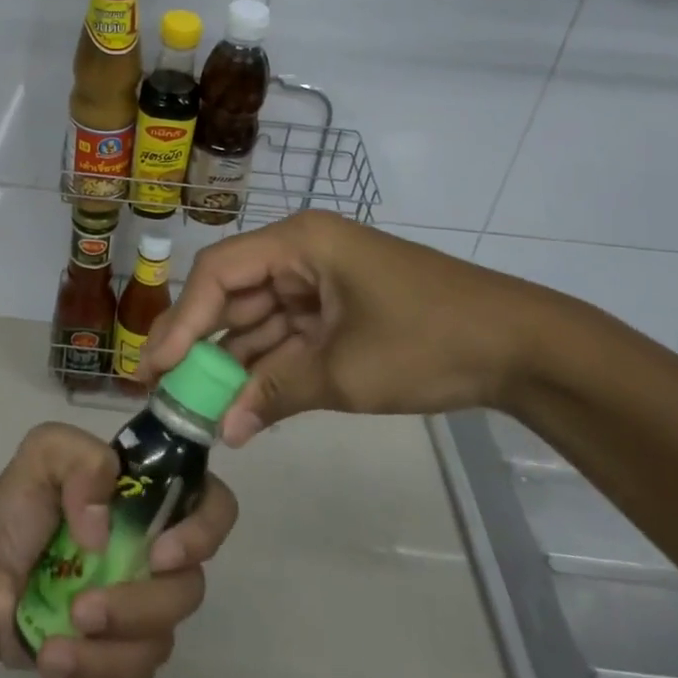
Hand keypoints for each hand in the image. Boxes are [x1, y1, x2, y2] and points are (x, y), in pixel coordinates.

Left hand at [0, 422, 238, 677]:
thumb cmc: (18, 505)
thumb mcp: (43, 454)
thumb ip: (80, 460)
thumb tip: (102, 527)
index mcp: (149, 502)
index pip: (213, 507)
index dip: (203, 534)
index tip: (157, 556)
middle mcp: (157, 555)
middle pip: (188, 592)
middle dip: (136, 609)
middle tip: (81, 611)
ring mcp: (140, 609)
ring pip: (157, 649)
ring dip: (103, 660)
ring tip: (50, 655)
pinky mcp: (117, 658)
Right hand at [141, 212, 551, 445]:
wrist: (521, 348)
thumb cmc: (429, 341)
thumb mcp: (345, 372)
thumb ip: (275, 394)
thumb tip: (221, 433)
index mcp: (299, 243)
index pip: (220, 273)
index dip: (183, 319)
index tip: (155, 367)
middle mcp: (301, 254)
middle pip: (234, 294)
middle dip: (202, 343)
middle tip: (163, 388)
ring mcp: (320, 283)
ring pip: (258, 319)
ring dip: (233, 361)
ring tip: (195, 406)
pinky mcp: (337, 310)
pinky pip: (287, 335)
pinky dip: (268, 367)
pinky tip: (241, 402)